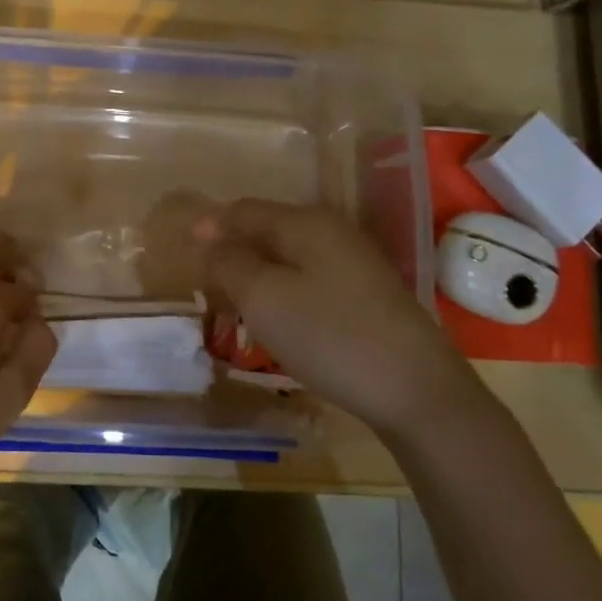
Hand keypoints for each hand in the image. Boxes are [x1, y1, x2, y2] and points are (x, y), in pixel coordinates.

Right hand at [198, 199, 476, 434]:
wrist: (416, 390)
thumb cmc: (329, 336)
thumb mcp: (264, 298)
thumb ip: (229, 263)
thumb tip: (208, 238)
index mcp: (306, 223)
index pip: (246, 210)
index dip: (212, 225)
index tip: (185, 249)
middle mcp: (333, 232)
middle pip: (269, 229)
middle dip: (234, 249)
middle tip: (206, 280)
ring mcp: (356, 264)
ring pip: (291, 256)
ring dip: (258, 272)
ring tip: (235, 301)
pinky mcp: (368, 295)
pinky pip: (311, 278)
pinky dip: (284, 289)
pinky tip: (279, 317)